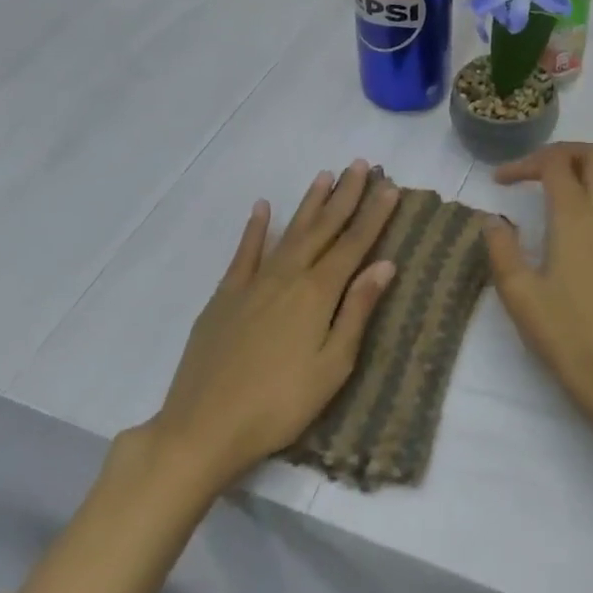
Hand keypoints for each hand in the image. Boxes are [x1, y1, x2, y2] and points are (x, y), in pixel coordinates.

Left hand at [146, 161, 400, 489]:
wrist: (203, 427)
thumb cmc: (280, 404)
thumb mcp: (332, 366)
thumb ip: (357, 311)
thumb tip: (385, 264)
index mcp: (318, 293)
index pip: (354, 244)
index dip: (374, 215)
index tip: (389, 187)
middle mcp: (288, 276)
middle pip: (324, 228)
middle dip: (345, 196)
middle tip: (360, 165)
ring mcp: (253, 283)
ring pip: (289, 232)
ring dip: (309, 203)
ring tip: (324, 175)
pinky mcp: (225, 296)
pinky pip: (245, 252)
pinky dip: (256, 228)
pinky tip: (263, 207)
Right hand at [484, 143, 592, 441]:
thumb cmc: (567, 336)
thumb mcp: (520, 295)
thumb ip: (502, 249)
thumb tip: (493, 219)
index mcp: (577, 219)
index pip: (556, 164)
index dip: (525, 163)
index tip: (499, 182)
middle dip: (561, 151)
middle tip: (530, 171)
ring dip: (575, 172)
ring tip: (539, 192)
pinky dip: (585, 195)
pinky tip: (559, 225)